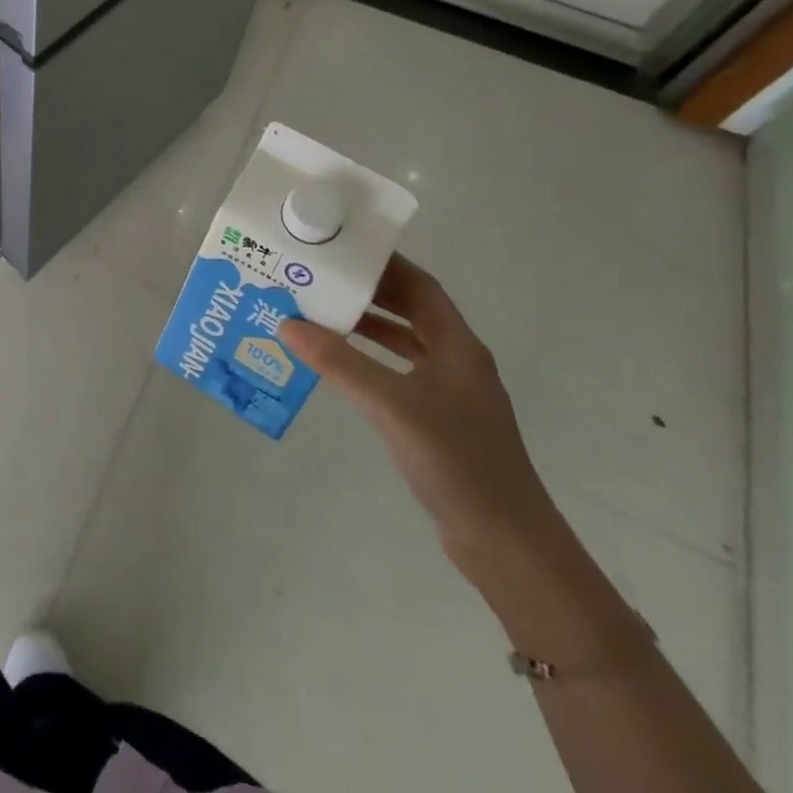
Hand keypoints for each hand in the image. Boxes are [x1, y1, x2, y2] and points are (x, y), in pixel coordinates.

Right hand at [280, 253, 559, 568]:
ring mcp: (449, 393)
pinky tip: (339, 366)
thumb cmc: (457, 461)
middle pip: (410, 310)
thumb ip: (340, 363)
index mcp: (457, 346)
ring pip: (402, 343)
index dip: (384, 264)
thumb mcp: (392, 405)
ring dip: (365, 326)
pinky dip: (368, 361)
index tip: (341, 249)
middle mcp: (456, 361)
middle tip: (319, 278)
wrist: (505, 543)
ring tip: (317, 314)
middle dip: (367, 292)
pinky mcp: (438, 421)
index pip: (421, 287)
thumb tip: (286, 323)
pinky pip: (397, 373)